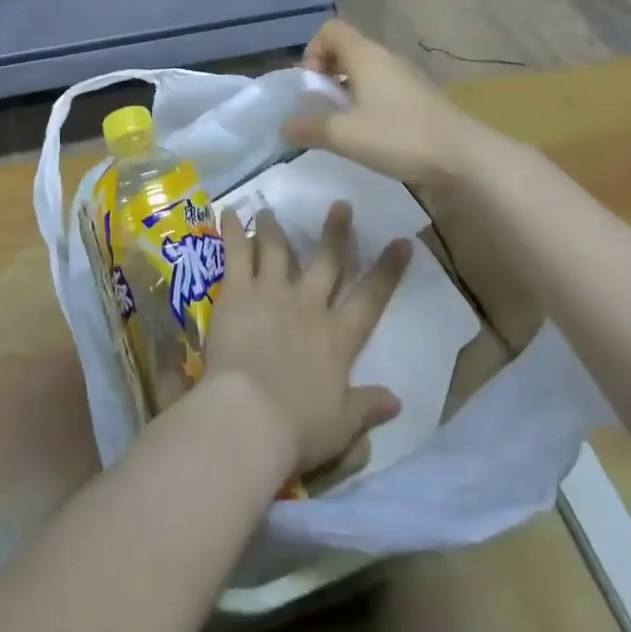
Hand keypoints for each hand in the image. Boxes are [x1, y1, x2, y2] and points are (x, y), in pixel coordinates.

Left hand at [205, 201, 410, 477]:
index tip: (403, 240)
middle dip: (336, 232)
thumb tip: (397, 401)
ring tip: (269, 210)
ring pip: (276, 250)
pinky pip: (235, 253)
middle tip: (342, 203)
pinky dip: (232, 230)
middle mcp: (308, 306)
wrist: (252, 415)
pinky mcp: (239, 291)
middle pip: (326, 261)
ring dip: (274, 228)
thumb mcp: (343, 427)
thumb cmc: (299, 428)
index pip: (370, 299)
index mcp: (337, 338)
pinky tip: (227, 211)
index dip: (388, 270)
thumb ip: (367, 408)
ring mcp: (272, 293)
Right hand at [282, 20, 479, 184]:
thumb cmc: (399, 136)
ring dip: (346, 90)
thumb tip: (283, 127)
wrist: (465, 158)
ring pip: (365, 71)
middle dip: (326, 73)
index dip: (312, 51)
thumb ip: (309, 128)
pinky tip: (368, 135)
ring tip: (341, 124)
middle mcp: (385, 58)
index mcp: (365, 55)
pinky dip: (367, 103)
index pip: (330, 29)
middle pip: (346, 49)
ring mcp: (405, 77)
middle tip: (319, 106)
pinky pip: (382, 88)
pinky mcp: (419, 98)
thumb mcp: (345, 135)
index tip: (310, 85)